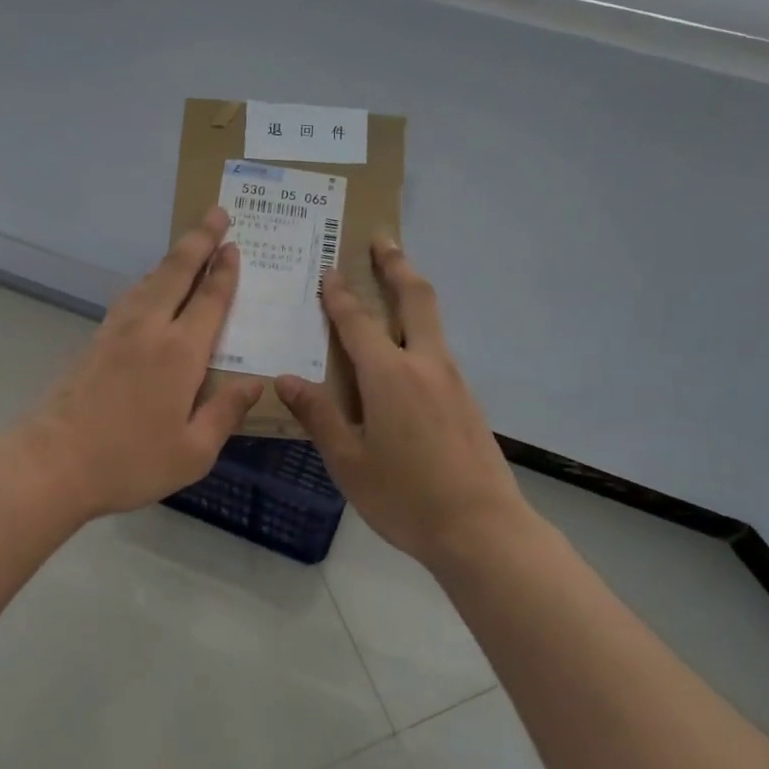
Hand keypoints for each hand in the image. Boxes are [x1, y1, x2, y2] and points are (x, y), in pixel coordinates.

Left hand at [24, 206, 263, 518]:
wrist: (52, 462)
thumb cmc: (129, 461)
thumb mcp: (193, 452)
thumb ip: (226, 412)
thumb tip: (256, 384)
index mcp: (181, 353)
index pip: (210, 300)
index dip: (224, 271)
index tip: (234, 244)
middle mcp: (150, 330)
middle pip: (177, 272)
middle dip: (199, 240)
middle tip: (216, 212)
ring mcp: (117, 332)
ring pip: (150, 281)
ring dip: (173, 259)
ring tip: (189, 245)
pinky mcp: (95, 341)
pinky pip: (131, 298)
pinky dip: (150, 282)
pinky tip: (150, 288)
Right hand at [275, 238, 528, 573]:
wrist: (482, 529)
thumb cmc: (405, 497)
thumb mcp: (350, 462)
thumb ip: (319, 415)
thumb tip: (286, 379)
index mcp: (390, 376)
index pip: (358, 322)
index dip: (340, 295)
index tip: (329, 270)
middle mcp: (425, 365)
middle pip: (415, 299)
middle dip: (396, 265)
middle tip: (382, 239)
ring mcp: (453, 380)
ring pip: (432, 321)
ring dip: (412, 293)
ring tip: (394, 282)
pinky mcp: (467, 399)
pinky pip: (439, 349)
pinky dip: (421, 329)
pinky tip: (406, 351)